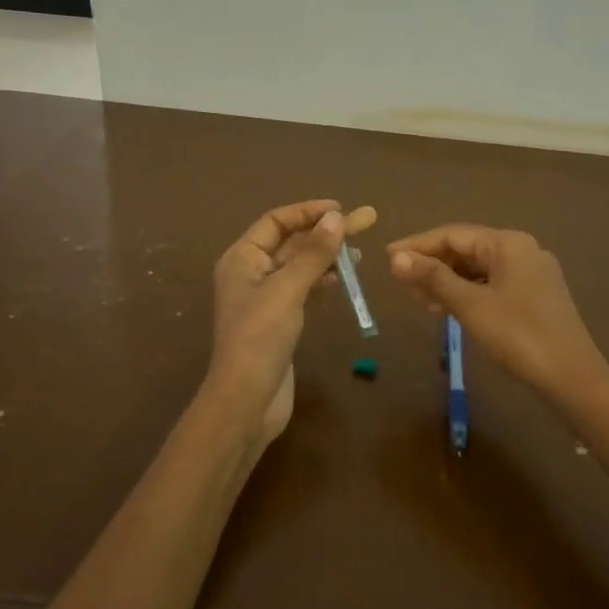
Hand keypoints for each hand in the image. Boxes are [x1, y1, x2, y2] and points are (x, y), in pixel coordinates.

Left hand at [209, 199, 378, 439]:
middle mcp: (250, 272)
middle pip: (291, 242)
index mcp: (241, 258)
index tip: (342, 210)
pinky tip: (342, 279)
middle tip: (366, 222)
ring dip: (327, 256)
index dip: (308, 212)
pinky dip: (322, 280)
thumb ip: (313, 253)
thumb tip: (337, 218)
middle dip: (325, 232)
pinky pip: (302, 288)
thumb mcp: (288, 290)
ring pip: (299, 266)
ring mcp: (264, 298)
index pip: (276, 221)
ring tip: (360, 254)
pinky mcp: (278, 320)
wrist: (247, 399)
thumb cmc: (260, 338)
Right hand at [387, 224, 608, 404]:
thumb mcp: (470, 306)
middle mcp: (523, 249)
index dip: (417, 245)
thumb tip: (396, 259)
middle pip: (467, 248)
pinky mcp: (537, 296)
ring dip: (448, 280)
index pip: (453, 234)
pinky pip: (493, 284)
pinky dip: (468, 292)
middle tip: (400, 281)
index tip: (387, 258)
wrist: (571, 376)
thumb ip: (433, 279)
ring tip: (419, 299)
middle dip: (432, 263)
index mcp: (508, 243)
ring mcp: (533, 273)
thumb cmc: (518, 335)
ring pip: (480, 268)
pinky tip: (450, 309)